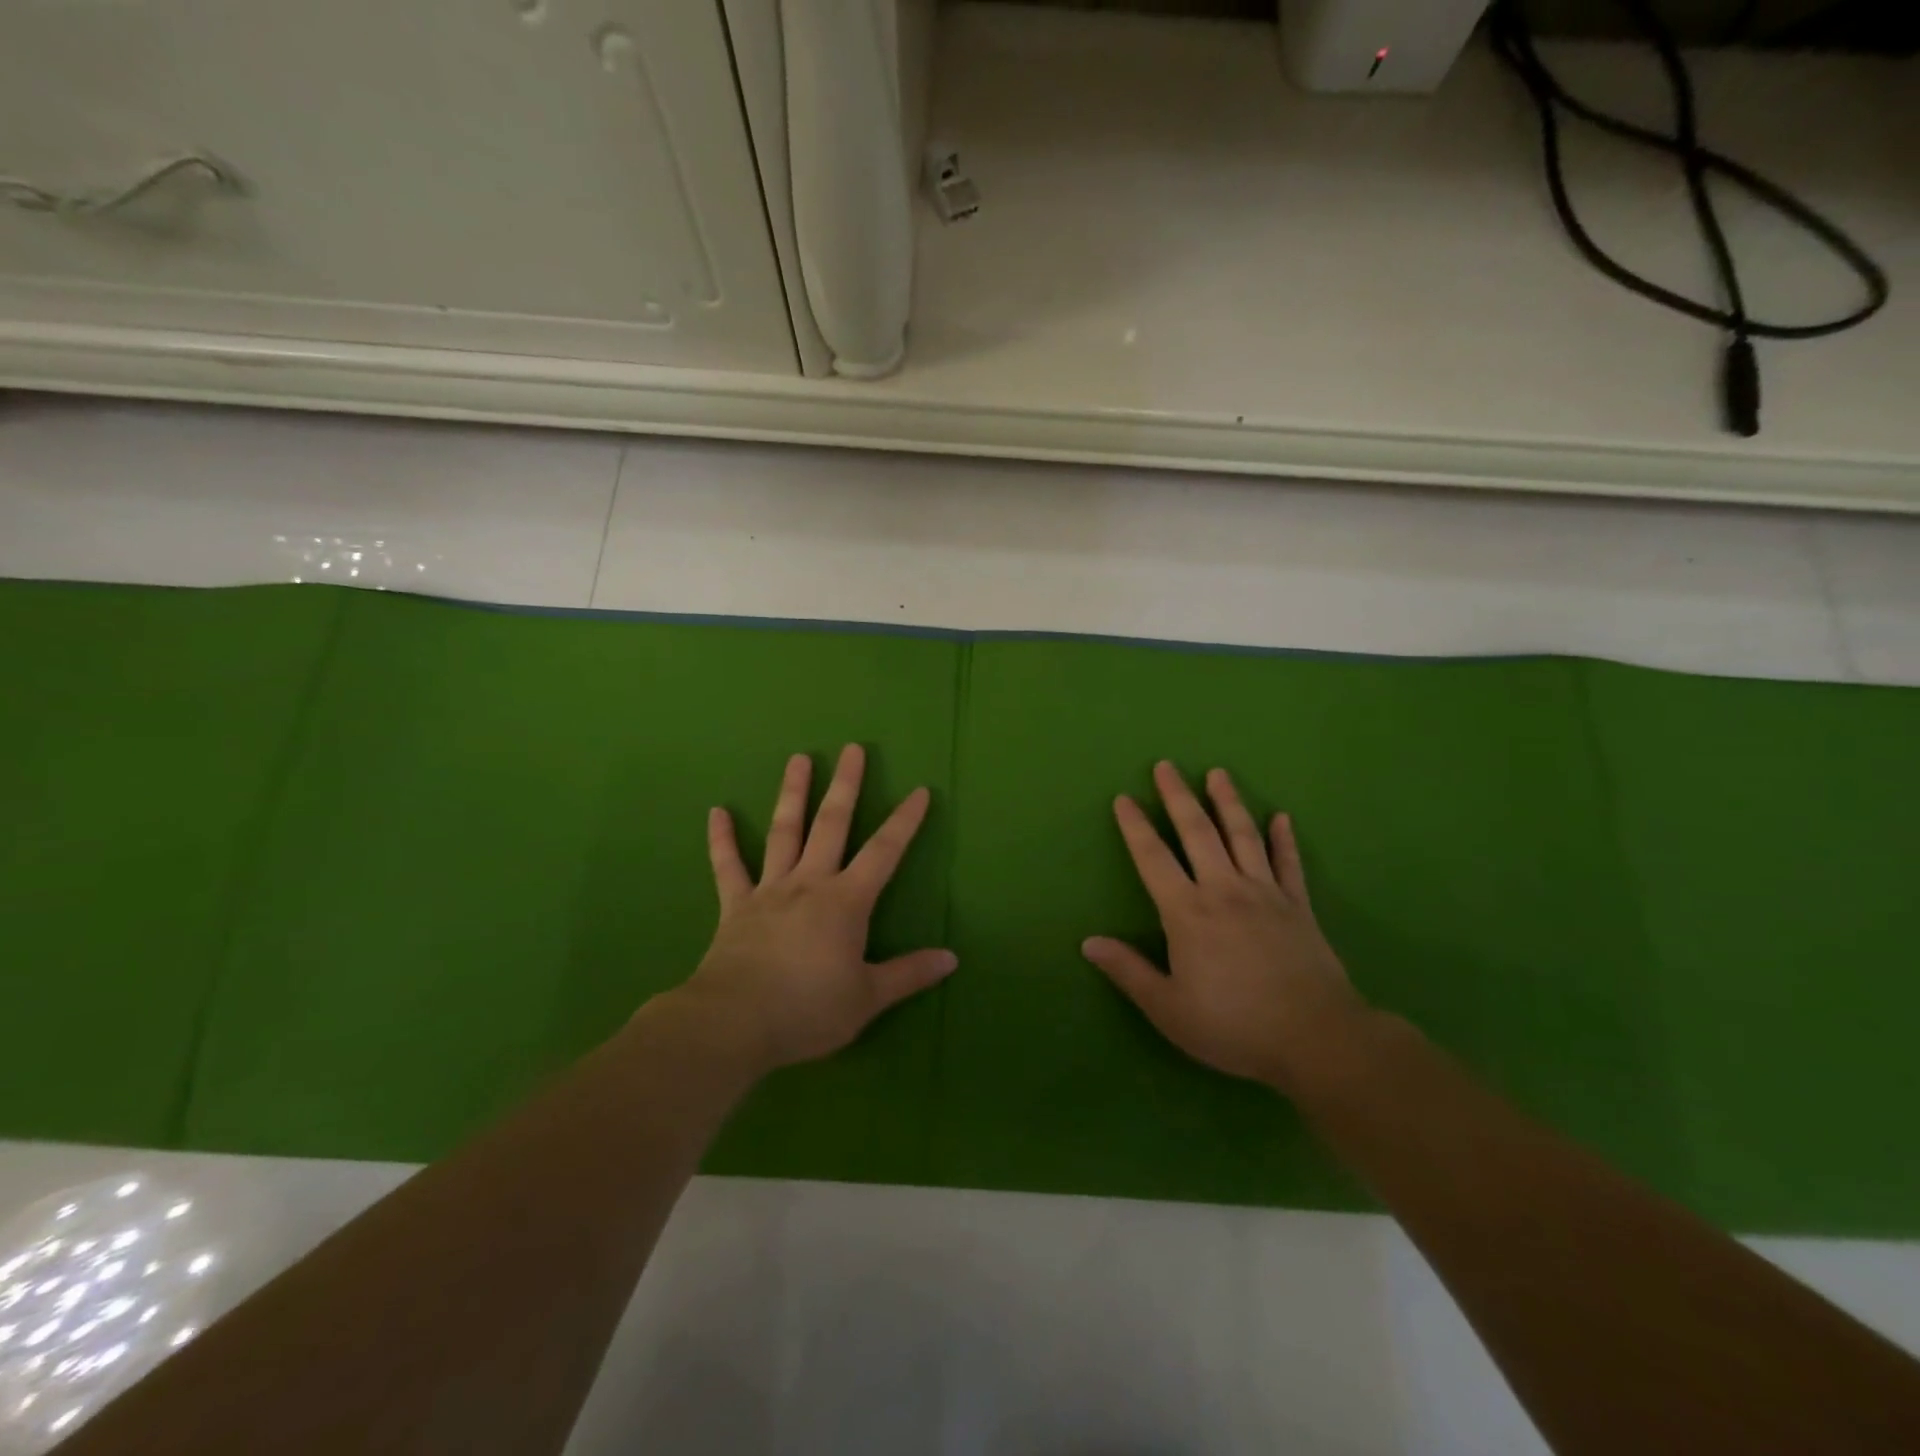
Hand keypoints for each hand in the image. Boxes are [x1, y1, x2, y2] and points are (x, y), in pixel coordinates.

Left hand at [674, 744, 956, 1073]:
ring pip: (784, 832)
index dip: (904, 821)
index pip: (884, 852)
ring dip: (793, 793)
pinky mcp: (736, 906)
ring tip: (799, 758)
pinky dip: (722, 839)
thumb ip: (909, 974)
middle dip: (846, 785)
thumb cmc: (807, 1009)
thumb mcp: (868, 998)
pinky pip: (728, 867)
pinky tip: (716, 811)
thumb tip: (951, 959)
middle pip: (832, 824)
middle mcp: (810, 883)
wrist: (734, 1023)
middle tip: (852, 748)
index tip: (919, 791)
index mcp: (846, 902)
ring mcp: (769, 890)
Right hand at [1083, 761, 1369, 1093]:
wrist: (1317, 1039)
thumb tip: (1088, 942)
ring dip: (1228, 802)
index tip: (1124, 799)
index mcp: (1188, 912)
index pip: (1153, 858)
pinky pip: (1289, 863)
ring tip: (1218, 773)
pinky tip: (1282, 818)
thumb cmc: (1234, 1026)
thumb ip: (1128, 971)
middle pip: (1198, 832)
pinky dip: (1284, 839)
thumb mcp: (1169, 1008)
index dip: (1136, 827)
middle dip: (1178, 796)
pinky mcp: (1299, 906)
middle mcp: (1224, 890)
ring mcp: (1266, 894)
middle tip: (1166, 765)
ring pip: (1243, 836)